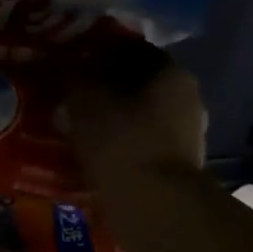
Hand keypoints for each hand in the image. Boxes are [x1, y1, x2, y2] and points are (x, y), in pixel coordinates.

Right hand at [66, 45, 207, 188]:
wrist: (154, 205)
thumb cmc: (120, 139)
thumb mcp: (83, 96)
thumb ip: (73, 73)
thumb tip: (64, 63)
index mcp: (170, 70)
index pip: (129, 47)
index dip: (96, 51)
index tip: (69, 61)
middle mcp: (187, 96)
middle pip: (136, 82)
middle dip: (104, 86)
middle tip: (69, 93)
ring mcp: (187, 133)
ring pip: (139, 113)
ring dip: (112, 116)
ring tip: (76, 124)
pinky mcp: (178, 165)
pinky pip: (141, 142)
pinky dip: (120, 142)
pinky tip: (94, 150)